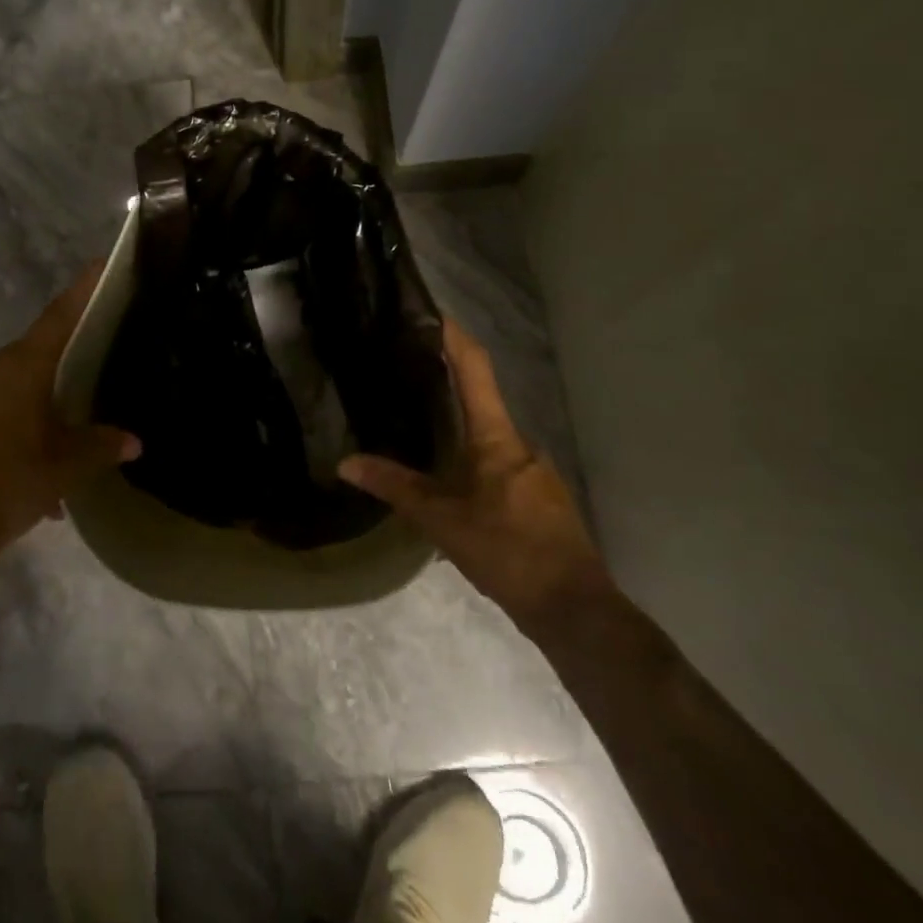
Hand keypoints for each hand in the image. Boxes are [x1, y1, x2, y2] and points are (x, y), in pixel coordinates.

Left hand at [0, 265, 141, 552]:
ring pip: (23, 377)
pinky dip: (28, 416)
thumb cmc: (12, 482)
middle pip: (41, 344)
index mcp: (24, 366)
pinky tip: (46, 454)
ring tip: (78, 417)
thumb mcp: (68, 465)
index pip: (60, 314)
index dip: (83, 288)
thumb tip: (134, 441)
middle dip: (71, 345)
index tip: (103, 264)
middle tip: (104, 345)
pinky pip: (5, 402)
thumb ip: (103, 445)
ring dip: (49, 391)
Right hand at [339, 319, 610, 631]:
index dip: (454, 336)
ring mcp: (535, 472)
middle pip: (481, 399)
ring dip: (458, 431)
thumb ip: (395, 487)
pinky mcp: (541, 498)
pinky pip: (500, 466)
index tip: (431, 311)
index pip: (475, 369)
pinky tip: (450, 486)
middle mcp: (520, 443)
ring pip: (489, 438)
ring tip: (419, 432)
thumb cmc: (508, 552)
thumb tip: (345, 463)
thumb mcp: (442, 521)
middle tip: (406, 377)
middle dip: (447, 386)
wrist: (576, 610)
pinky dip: (473, 463)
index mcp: (497, 437)